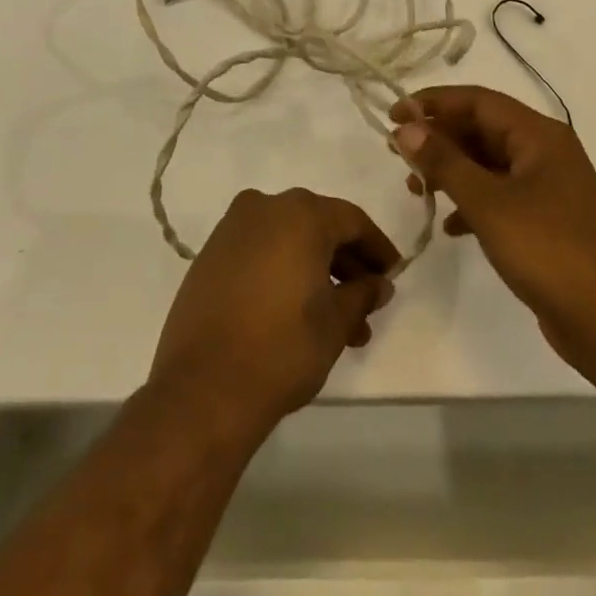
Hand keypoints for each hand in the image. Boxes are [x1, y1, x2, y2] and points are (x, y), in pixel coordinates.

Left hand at [148, 188, 399, 434]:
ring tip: (339, 325)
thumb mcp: (335, 324)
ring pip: (289, 239)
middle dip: (347, 264)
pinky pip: (261, 250)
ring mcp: (233, 228)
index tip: (392, 276)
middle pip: (319, 225)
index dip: (377, 248)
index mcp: (300, 214)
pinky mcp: (211, 253)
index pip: (351, 220)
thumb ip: (362, 295)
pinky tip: (298, 311)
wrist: (202, 388)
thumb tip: (379, 283)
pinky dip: (284, 270)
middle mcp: (265, 207)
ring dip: (317, 272)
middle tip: (366, 305)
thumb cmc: (281, 349)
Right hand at [391, 85, 595, 368]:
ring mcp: (548, 188)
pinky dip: (471, 202)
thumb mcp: (487, 202)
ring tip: (415, 187)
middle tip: (397, 152)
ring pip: (488, 164)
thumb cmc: (548, 249)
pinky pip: (499, 196)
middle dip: (439, 138)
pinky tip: (449, 224)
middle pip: (482, 129)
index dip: (433, 103)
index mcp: (539, 135)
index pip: (477, 101)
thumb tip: (406, 128)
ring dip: (451, 171)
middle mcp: (545, 152)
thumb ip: (444, 161)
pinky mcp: (546, 221)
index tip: (394, 115)